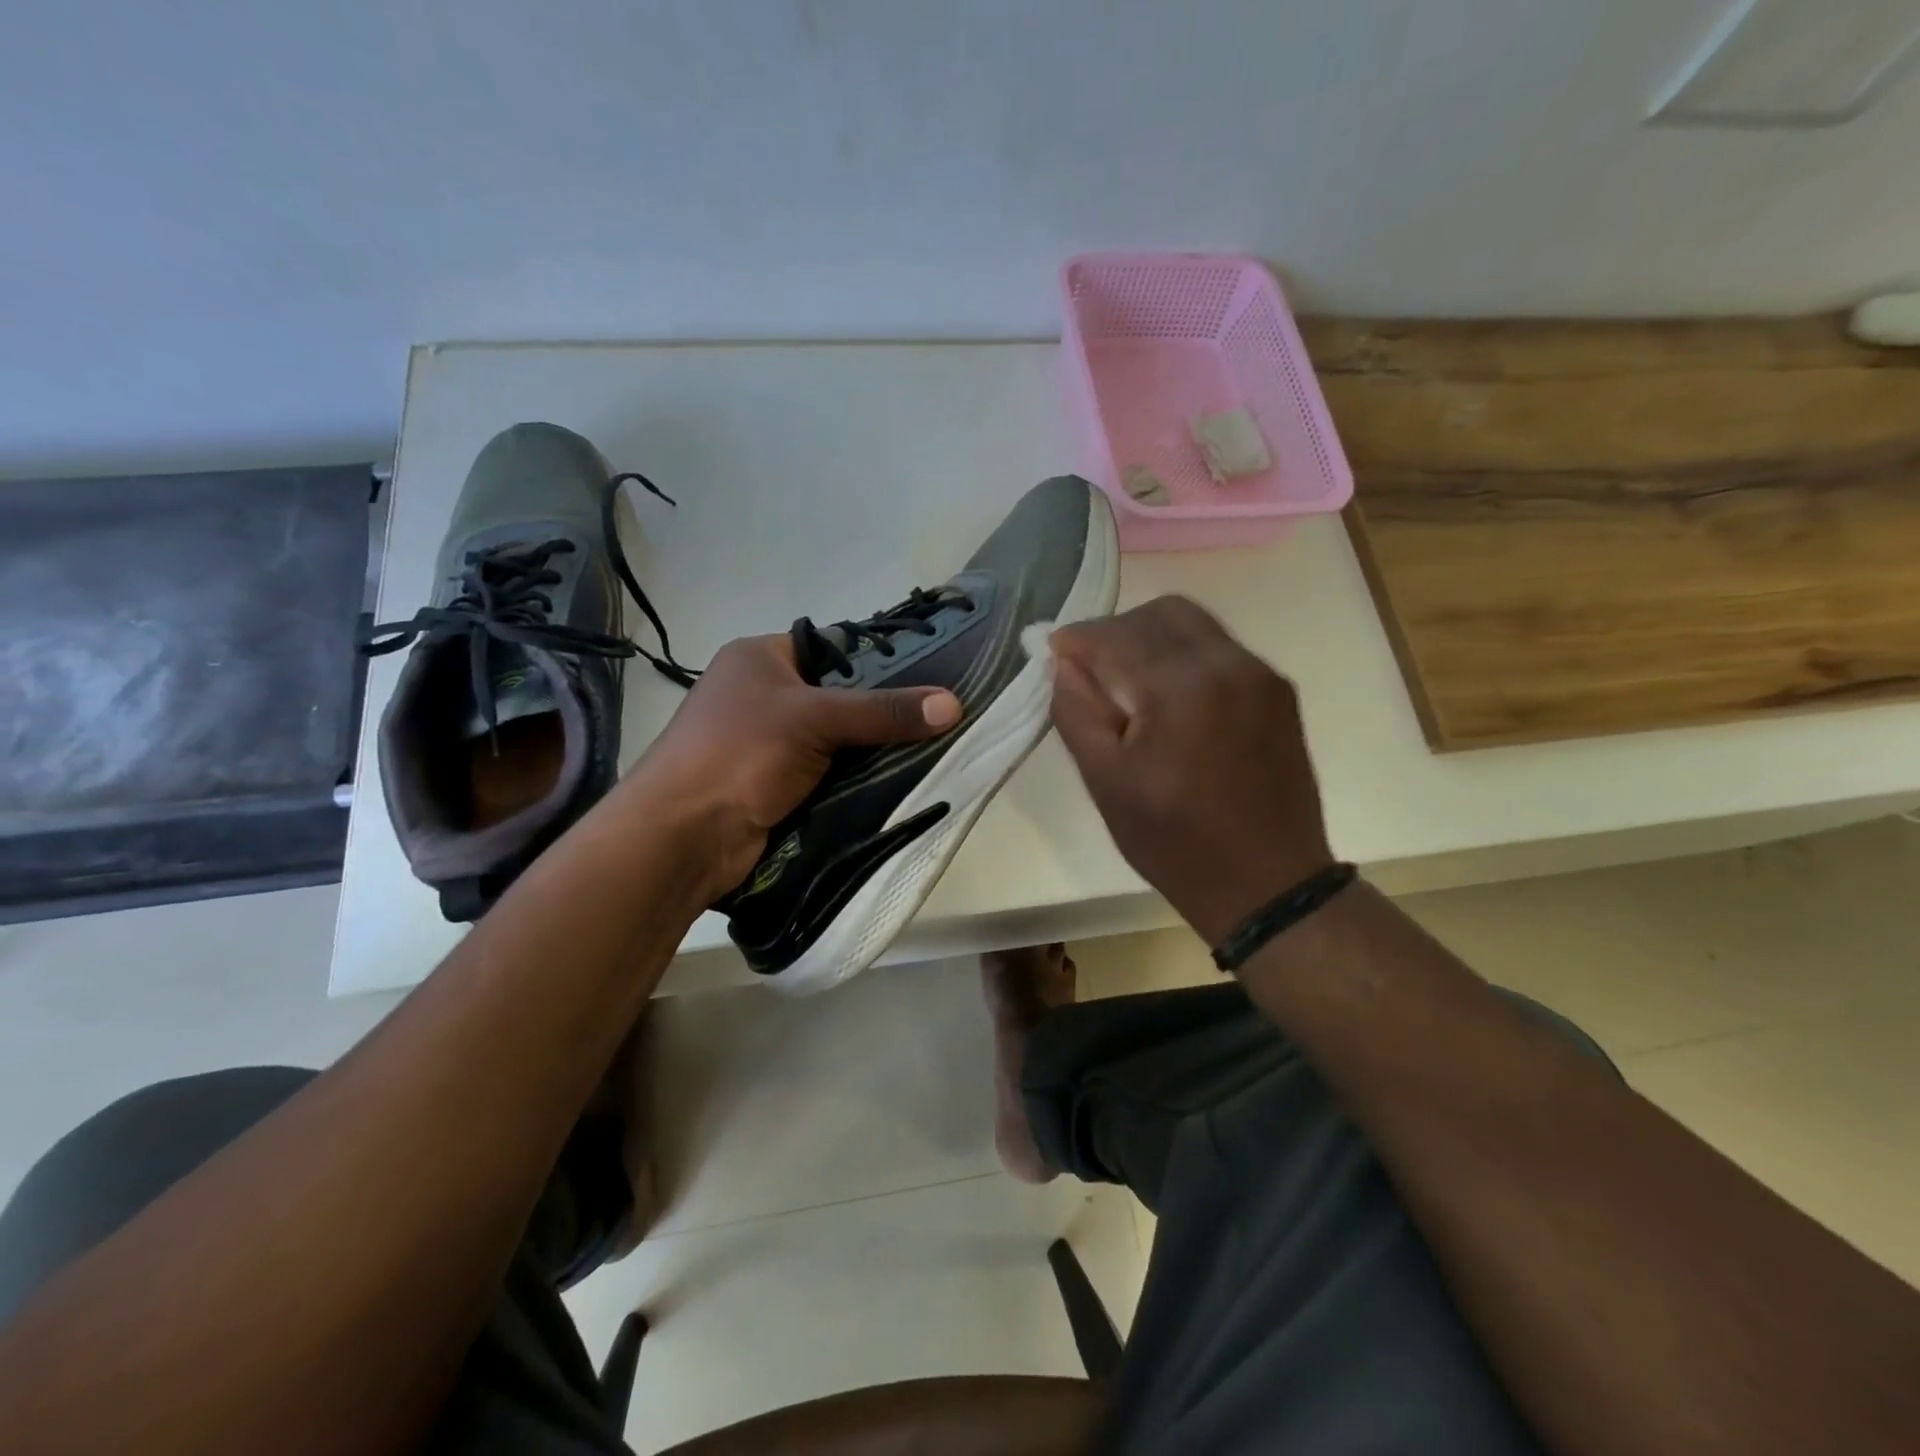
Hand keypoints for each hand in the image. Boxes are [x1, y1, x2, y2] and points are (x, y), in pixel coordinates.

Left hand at [624, 635, 961, 898]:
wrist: (683, 836)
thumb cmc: (741, 753)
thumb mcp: (815, 719)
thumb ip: (883, 711)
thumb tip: (953, 704)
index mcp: (759, 658)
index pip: (831, 648)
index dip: (877, 661)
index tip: (928, 676)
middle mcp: (761, 695)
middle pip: (836, 697)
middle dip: (879, 712)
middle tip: (936, 719)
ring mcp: (765, 744)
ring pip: (834, 741)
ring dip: (869, 751)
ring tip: (929, 750)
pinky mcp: (773, 786)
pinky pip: (826, 774)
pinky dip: (853, 780)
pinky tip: (895, 782)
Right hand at [1049, 596, 1332, 944]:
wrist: (1267, 883)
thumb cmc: (1174, 841)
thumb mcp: (1106, 783)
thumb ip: (1076, 712)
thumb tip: (1063, 663)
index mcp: (1181, 688)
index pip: (1117, 635)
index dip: (1078, 638)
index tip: (1053, 651)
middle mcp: (1228, 664)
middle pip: (1160, 613)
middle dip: (1116, 630)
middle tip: (1090, 667)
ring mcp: (1261, 675)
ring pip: (1194, 624)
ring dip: (1151, 637)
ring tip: (1127, 680)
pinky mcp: (1279, 691)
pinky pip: (1221, 649)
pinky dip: (1184, 655)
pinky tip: (1170, 696)